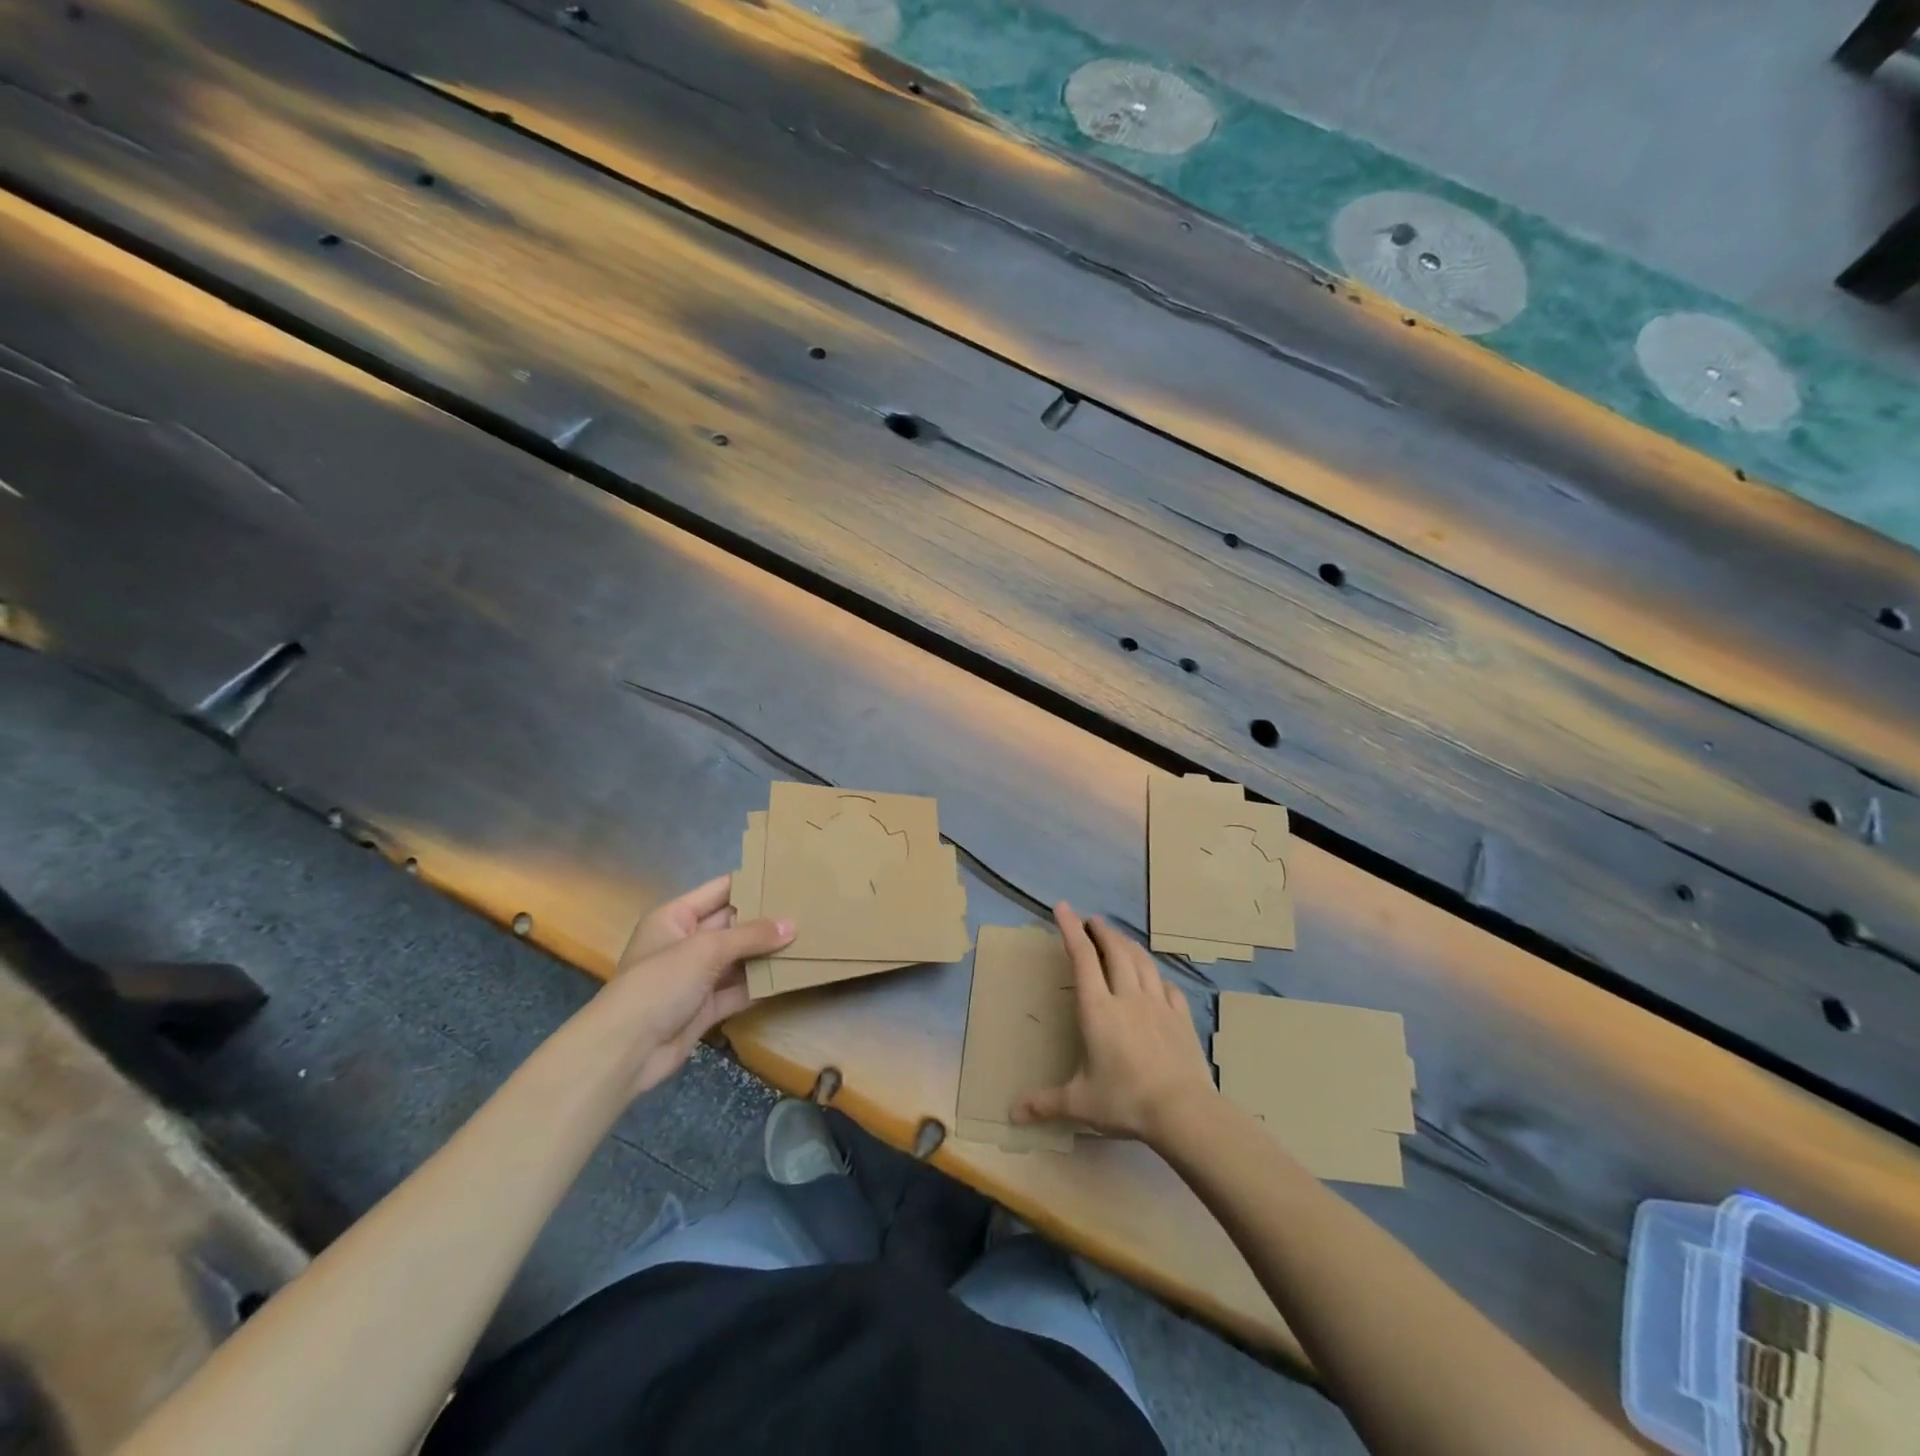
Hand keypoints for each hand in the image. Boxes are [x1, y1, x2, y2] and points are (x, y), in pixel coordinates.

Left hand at [599, 876, 794, 1094]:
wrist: (626, 1050)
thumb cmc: (660, 982)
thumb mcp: (706, 949)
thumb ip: (750, 936)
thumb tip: (792, 925)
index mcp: (675, 917)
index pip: (719, 891)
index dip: (750, 883)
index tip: (787, 875)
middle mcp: (685, 942)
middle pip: (732, 925)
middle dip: (765, 919)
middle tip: (807, 908)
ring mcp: (696, 977)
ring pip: (738, 958)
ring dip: (767, 953)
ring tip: (808, 939)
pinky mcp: (705, 1008)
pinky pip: (739, 990)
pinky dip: (761, 984)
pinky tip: (791, 975)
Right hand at [1011, 902, 1217, 1142]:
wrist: (1183, 1111)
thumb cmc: (1125, 1101)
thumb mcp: (1080, 1103)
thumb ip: (1046, 1103)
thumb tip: (1011, 1114)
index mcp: (1098, 1010)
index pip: (1082, 958)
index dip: (1071, 929)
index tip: (1063, 907)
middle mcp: (1127, 997)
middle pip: (1115, 951)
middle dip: (1101, 931)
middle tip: (1092, 920)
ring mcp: (1158, 1005)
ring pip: (1142, 962)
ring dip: (1128, 945)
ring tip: (1119, 938)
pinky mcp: (1181, 1017)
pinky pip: (1168, 986)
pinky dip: (1156, 975)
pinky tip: (1155, 978)